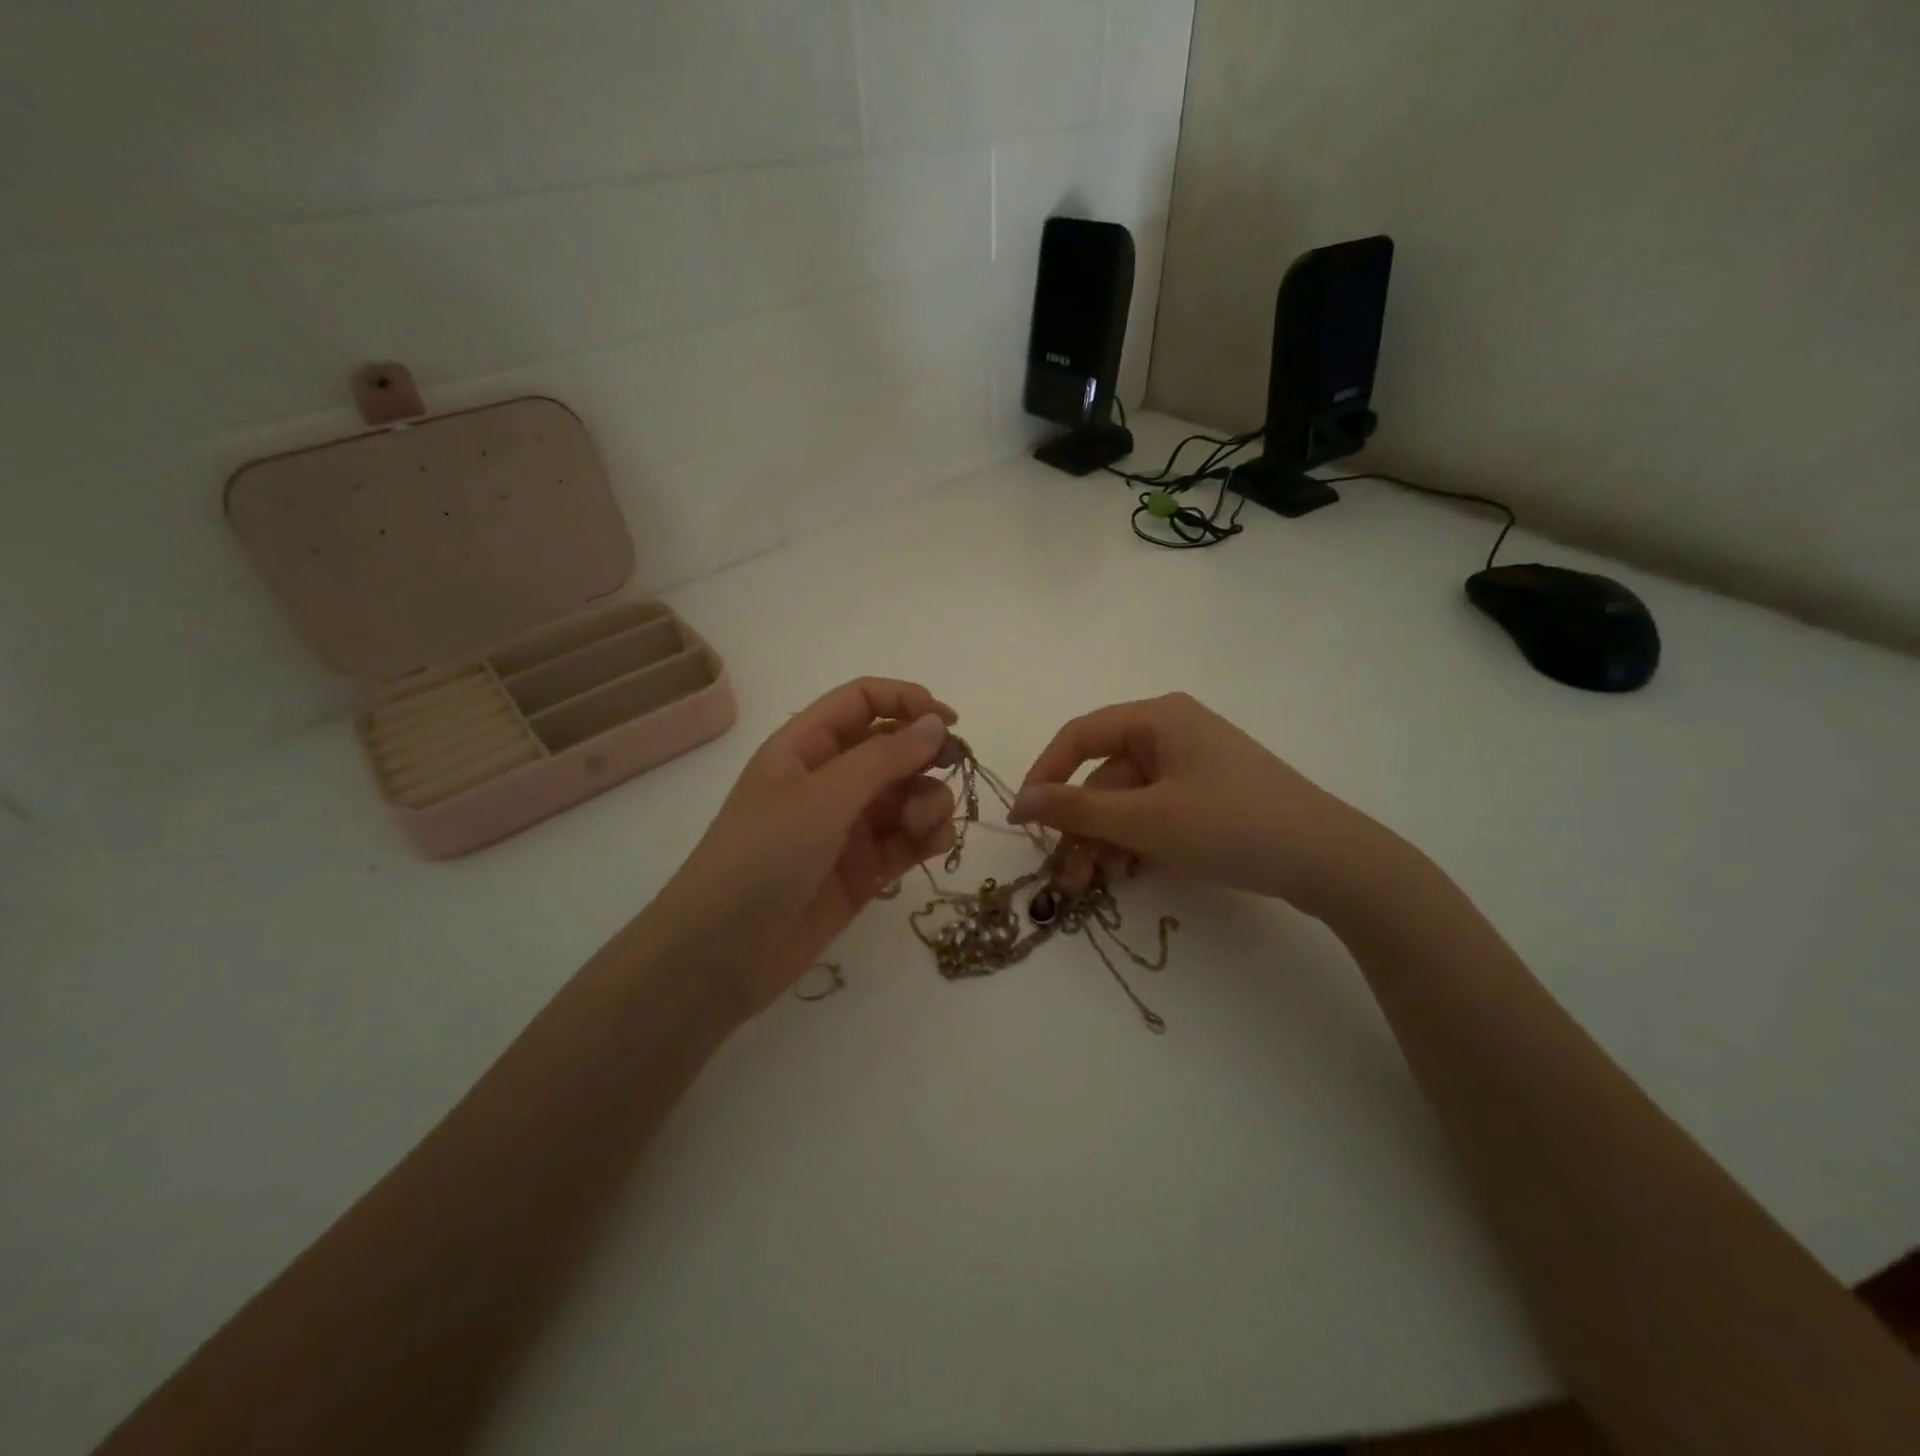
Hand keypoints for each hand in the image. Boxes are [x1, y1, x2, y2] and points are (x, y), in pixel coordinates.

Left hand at [638, 678, 958, 1017]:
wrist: (722, 954)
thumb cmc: (763, 856)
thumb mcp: (822, 797)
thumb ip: (884, 758)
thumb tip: (937, 724)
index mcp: (806, 747)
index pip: (863, 702)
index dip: (906, 701)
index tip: (950, 721)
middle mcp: (830, 780)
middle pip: (893, 747)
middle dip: (926, 755)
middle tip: (955, 768)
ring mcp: (848, 827)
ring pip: (908, 794)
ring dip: (929, 800)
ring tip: (924, 826)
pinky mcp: (864, 870)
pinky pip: (908, 840)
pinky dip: (928, 837)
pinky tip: (936, 845)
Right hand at [1010, 692, 1401, 921]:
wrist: (1330, 860)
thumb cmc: (1230, 825)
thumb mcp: (1146, 820)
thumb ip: (1078, 810)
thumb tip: (1021, 801)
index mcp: (1158, 717)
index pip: (1080, 736)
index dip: (1044, 775)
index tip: (1022, 819)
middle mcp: (1173, 731)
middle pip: (1104, 775)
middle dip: (1081, 826)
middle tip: (1064, 875)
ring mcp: (1194, 764)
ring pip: (1129, 799)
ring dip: (1105, 839)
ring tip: (1093, 884)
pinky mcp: (1210, 795)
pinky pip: (1156, 810)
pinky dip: (1136, 839)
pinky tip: (1128, 871)